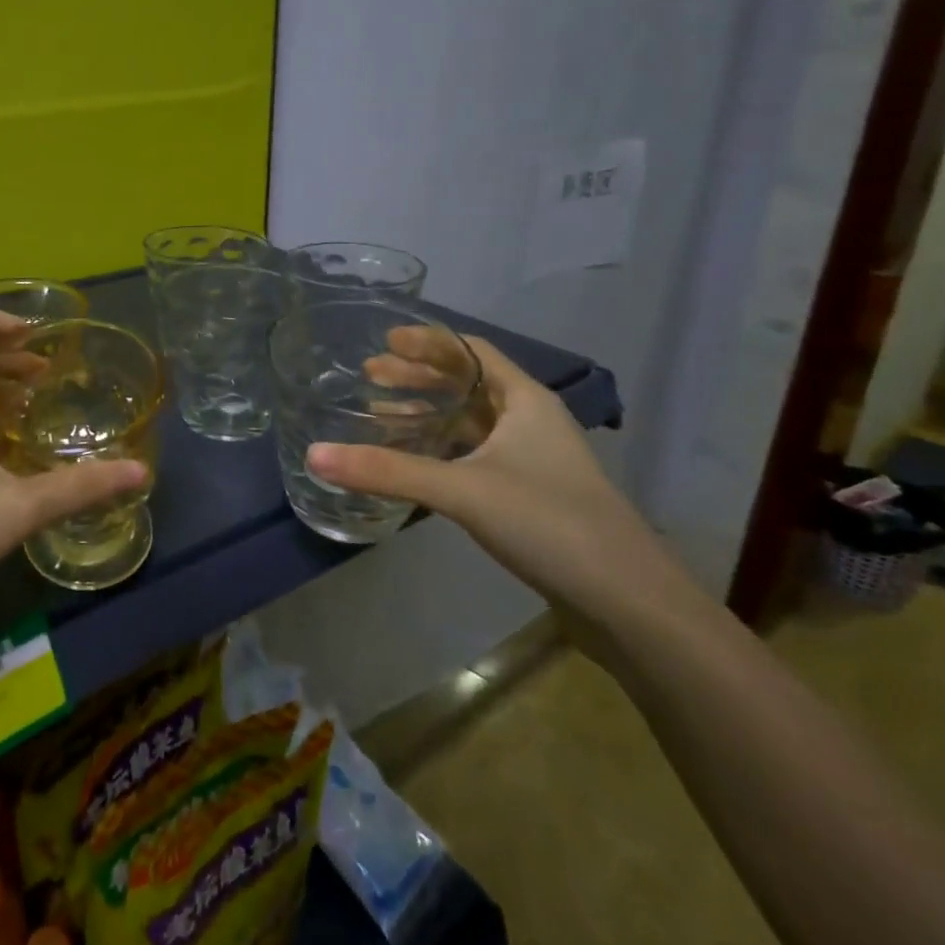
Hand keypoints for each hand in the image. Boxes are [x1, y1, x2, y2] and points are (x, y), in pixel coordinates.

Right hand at [306, 333, 708, 644]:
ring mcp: (532, 461)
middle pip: (466, 384)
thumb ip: (388, 472)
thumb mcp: (463, 491)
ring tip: (378, 416)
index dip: (427, 342)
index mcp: (524, 400)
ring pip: (469, 423)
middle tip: (368, 377)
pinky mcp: (528, 496)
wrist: (629, 603)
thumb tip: (315, 455)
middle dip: (416, 377)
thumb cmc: (550, 523)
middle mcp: (530, 422)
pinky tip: (413, 465)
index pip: (470, 351)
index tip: (384, 341)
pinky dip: (440, 451)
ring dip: (425, 415)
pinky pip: (473, 457)